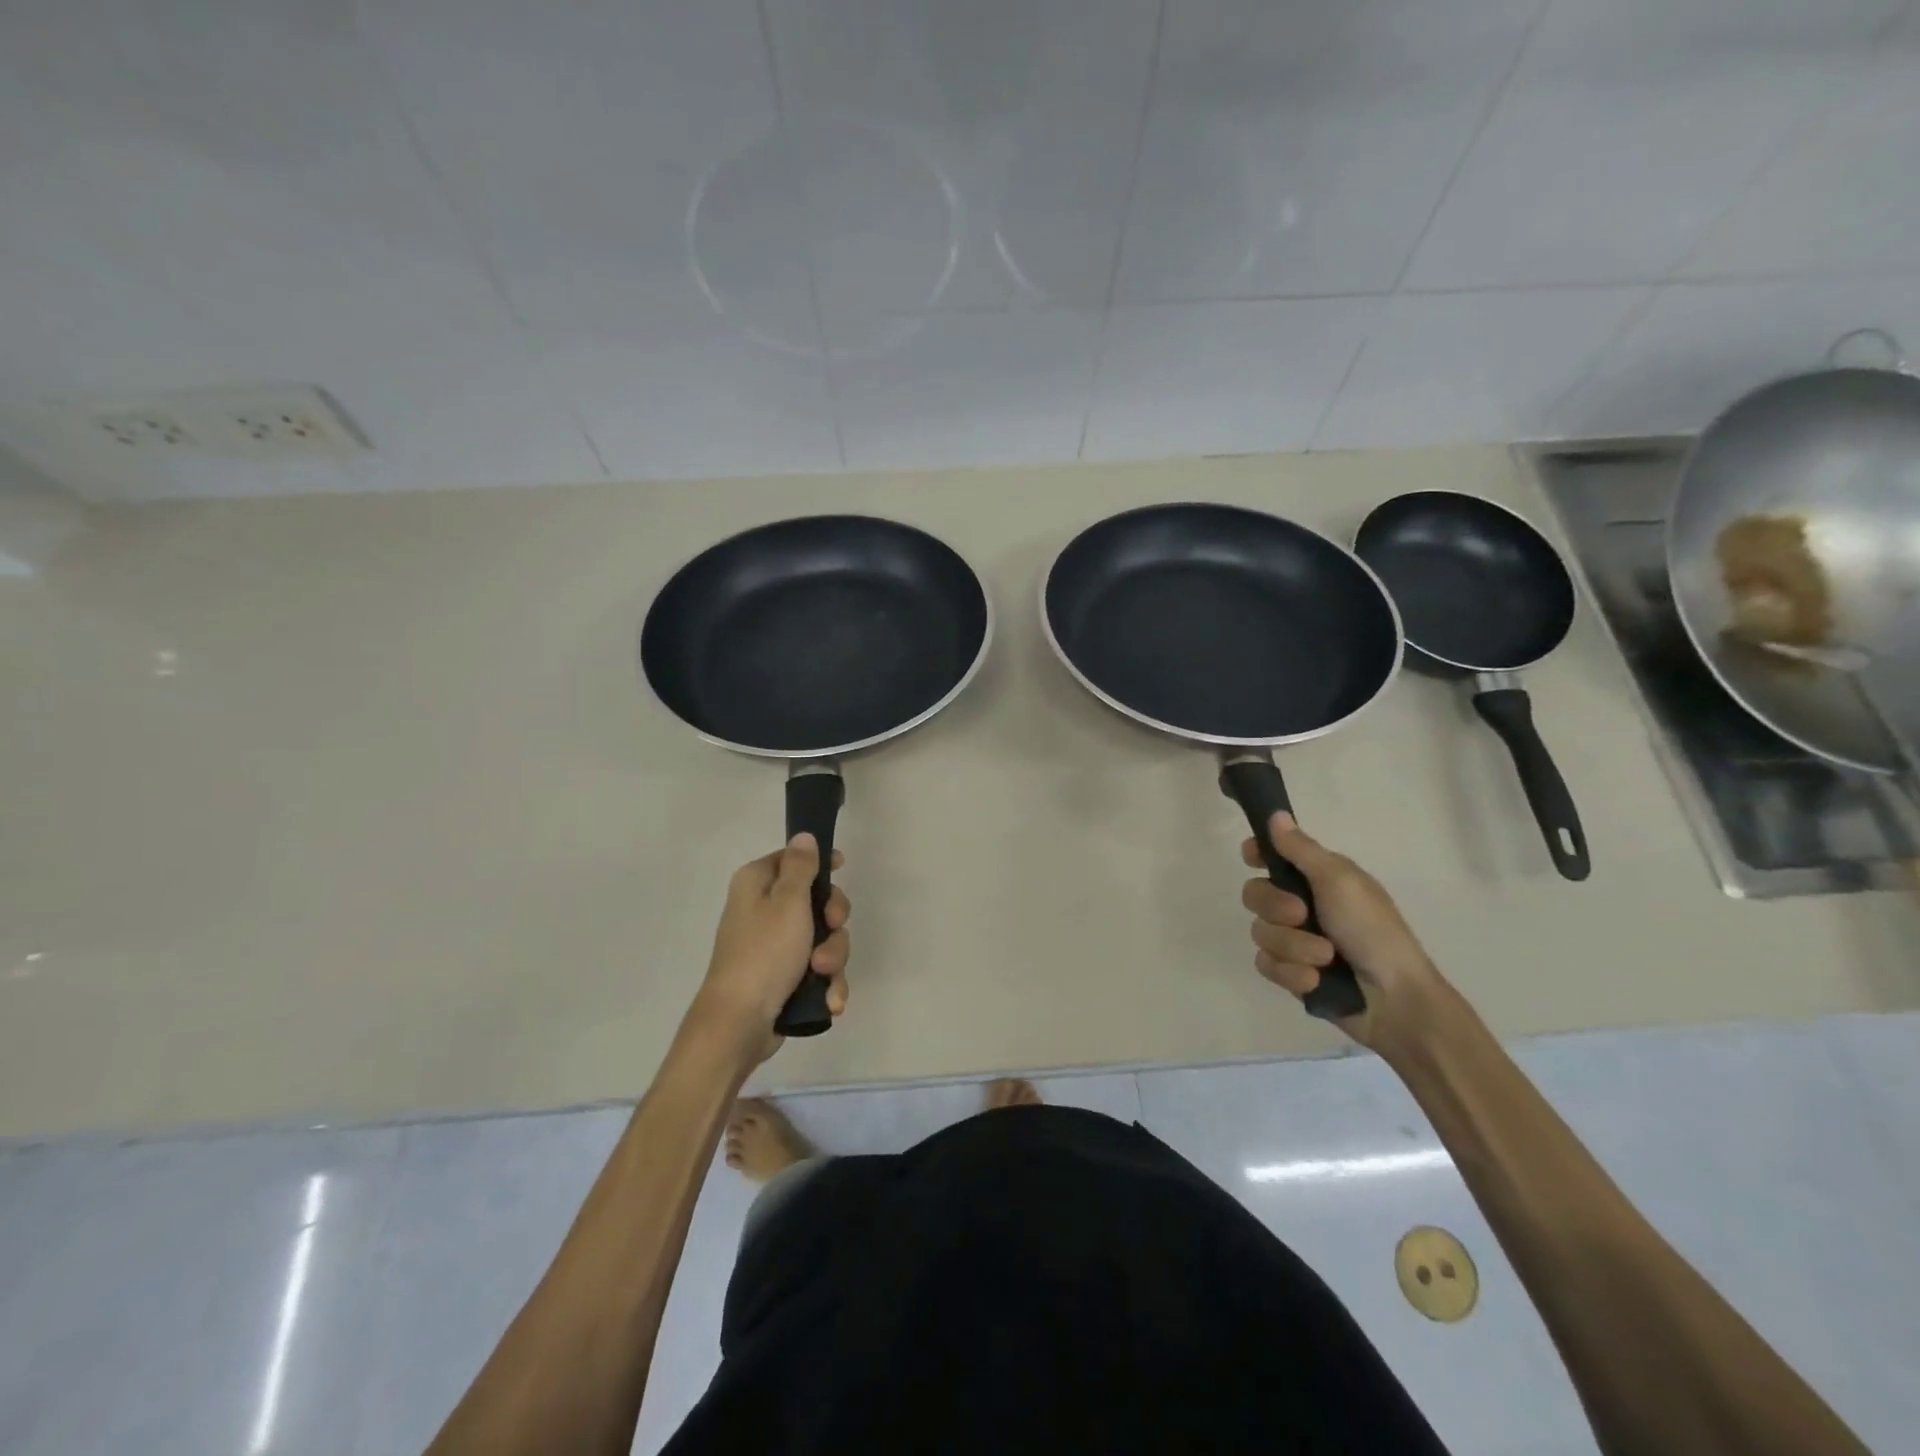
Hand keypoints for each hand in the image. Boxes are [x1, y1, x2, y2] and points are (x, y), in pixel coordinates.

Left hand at [690, 834, 850, 1066]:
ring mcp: (774, 946)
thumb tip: (803, 835)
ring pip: (823, 939)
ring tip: (823, 976)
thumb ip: (801, 866)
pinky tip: (829, 1000)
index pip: (793, 859)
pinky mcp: (784, 977)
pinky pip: (817, 970)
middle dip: (833, 922)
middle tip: (831, 929)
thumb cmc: (764, 952)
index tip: (841, 869)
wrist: (740, 1022)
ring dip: (832, 957)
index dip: (820, 864)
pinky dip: (826, 983)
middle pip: (816, 901)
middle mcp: (763, 910)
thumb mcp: (788, 901)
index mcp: (757, 884)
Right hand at [1241, 813, 1446, 1056]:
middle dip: (1275, 907)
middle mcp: (1301, 905)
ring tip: (1325, 958)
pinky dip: (1292, 973)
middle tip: (1302, 916)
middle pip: (1255, 894)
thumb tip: (1275, 814)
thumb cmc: (1373, 930)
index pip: (1272, 855)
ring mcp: (1295, 941)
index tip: (1252, 858)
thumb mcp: (1340, 881)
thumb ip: (1301, 849)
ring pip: (1260, 933)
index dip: (1257, 853)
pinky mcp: (1291, 974)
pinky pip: (1266, 965)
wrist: (1396, 999)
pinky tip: (1316, 979)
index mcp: (1317, 878)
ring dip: (1293, 946)